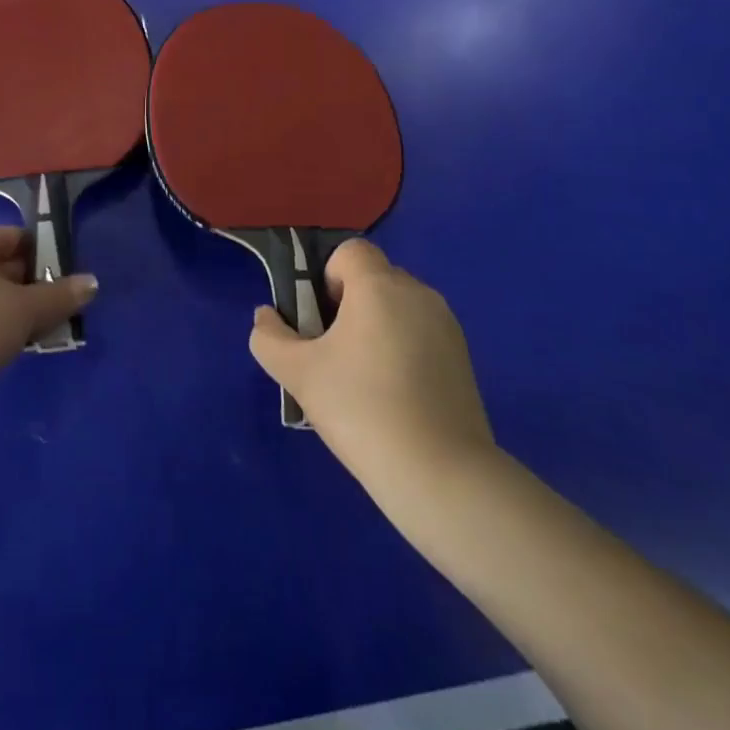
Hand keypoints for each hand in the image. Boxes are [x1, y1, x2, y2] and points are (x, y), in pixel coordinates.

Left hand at [0, 226, 96, 391]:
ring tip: (53, 326)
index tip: (67, 269)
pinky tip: (26, 346)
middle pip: (0, 268)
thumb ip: (61, 295)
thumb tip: (92, 283)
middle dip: (35, 284)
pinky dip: (3, 331)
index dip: (39, 249)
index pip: (8, 237)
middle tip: (66, 301)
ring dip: (22, 311)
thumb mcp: (27, 308)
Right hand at [249, 239, 494, 487]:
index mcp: (380, 286)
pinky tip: (393, 399)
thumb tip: (266, 317)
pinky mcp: (464, 361)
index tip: (320, 322)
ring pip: (398, 309)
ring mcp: (447, 327)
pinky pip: (420, 336)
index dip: (327, 277)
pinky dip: (402, 352)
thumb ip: (269, 338)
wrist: (441, 477)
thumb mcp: (298, 373)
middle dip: (348, 306)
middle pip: (373, 279)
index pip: (350, 252)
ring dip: (375, 330)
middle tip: (332, 355)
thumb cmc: (362, 409)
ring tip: (362, 382)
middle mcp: (418, 294)